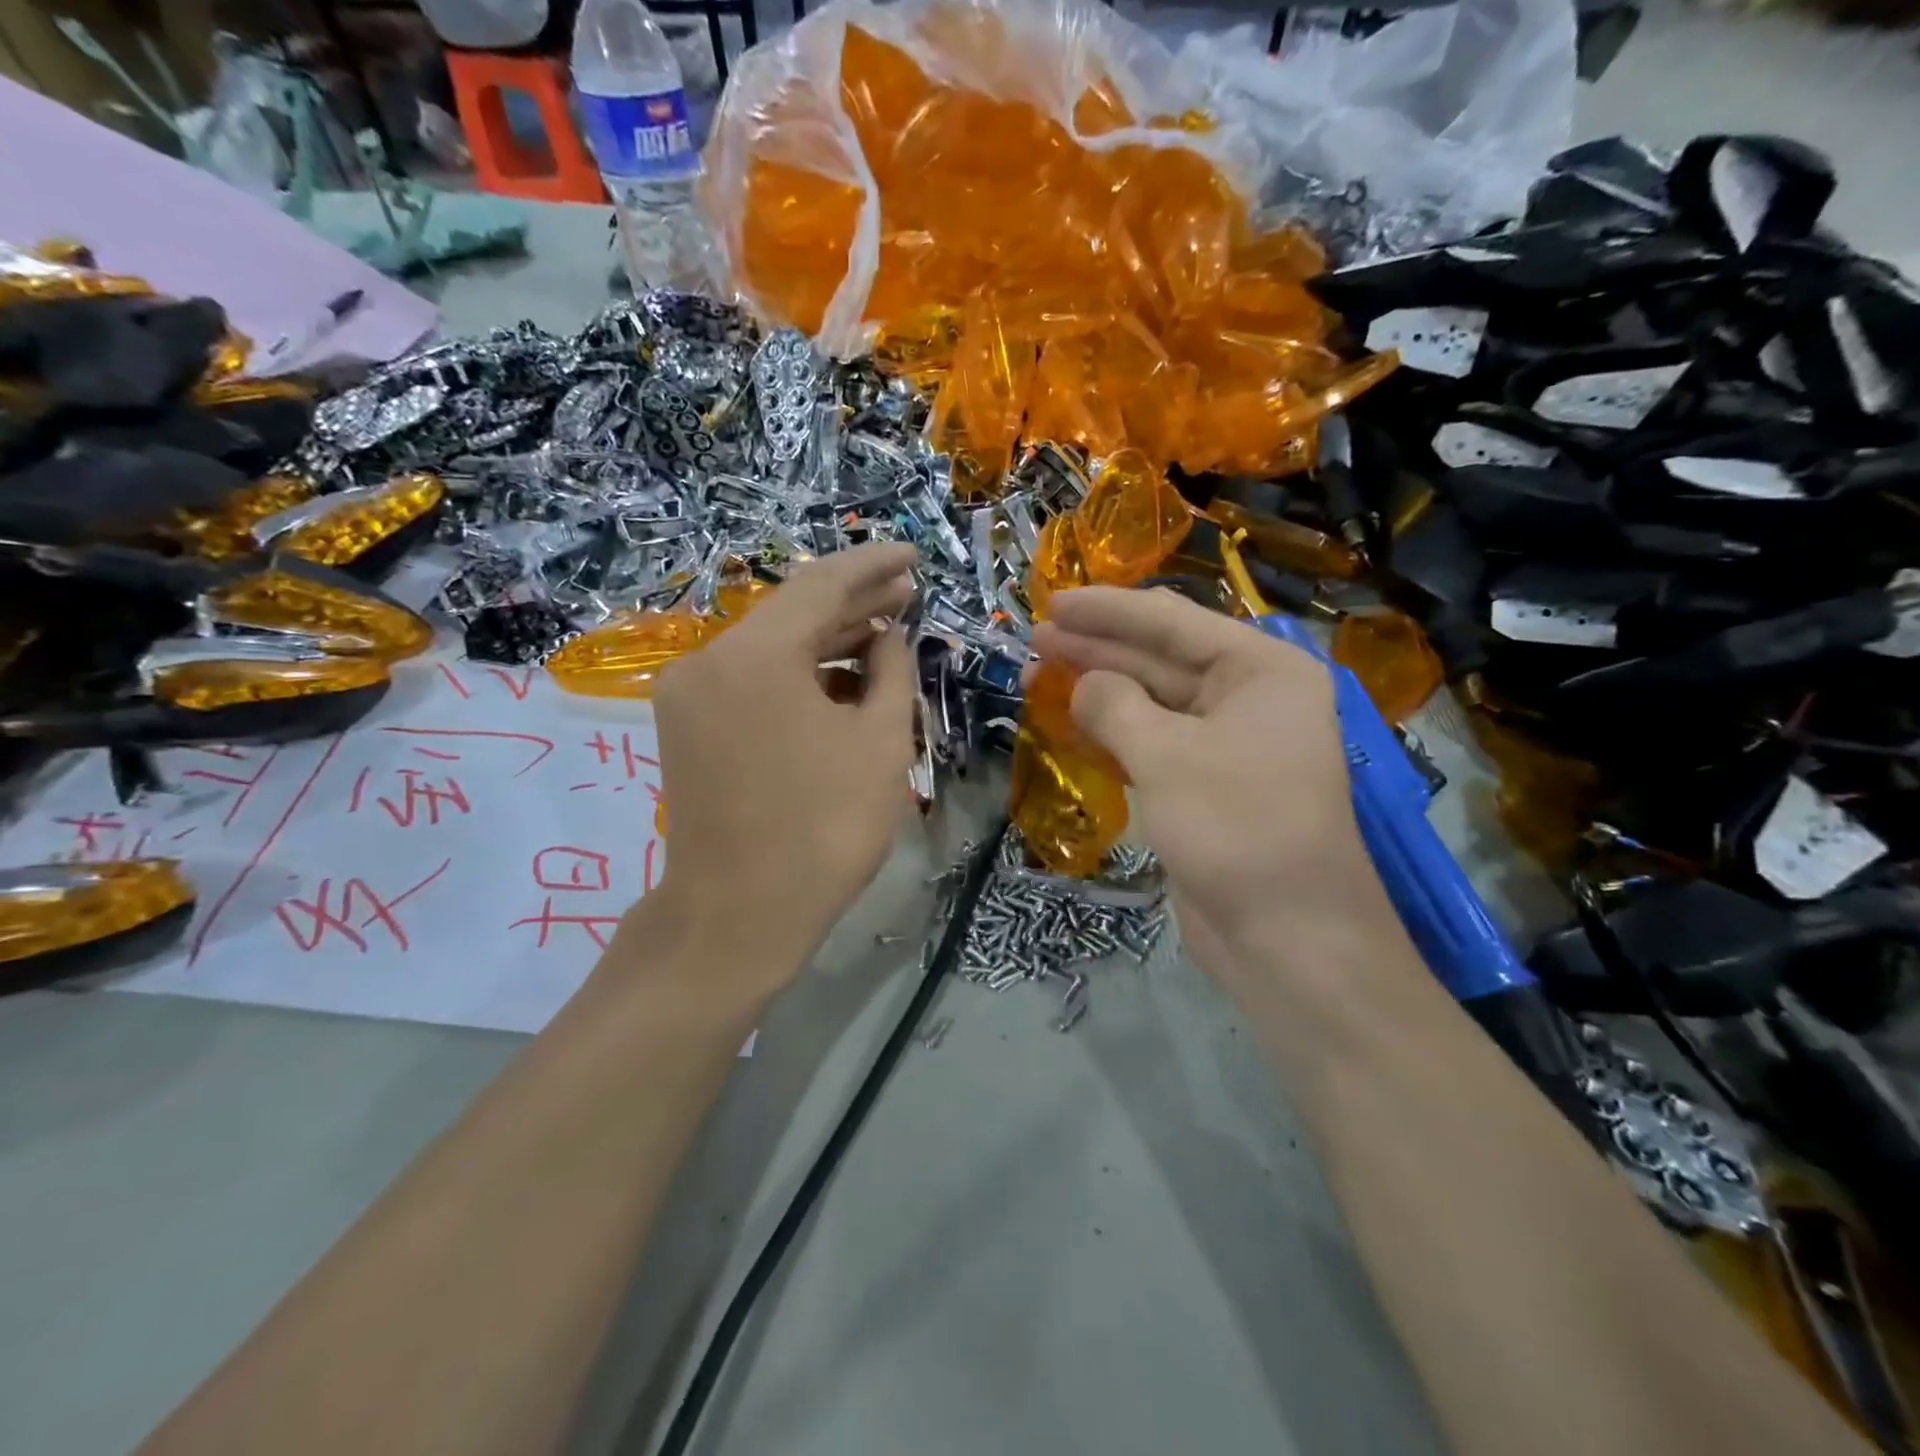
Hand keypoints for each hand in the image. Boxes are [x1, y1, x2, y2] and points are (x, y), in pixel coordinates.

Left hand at [640, 544, 916, 999]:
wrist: (738, 916)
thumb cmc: (823, 830)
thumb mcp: (881, 743)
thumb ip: (891, 673)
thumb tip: (887, 637)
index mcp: (753, 655)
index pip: (820, 585)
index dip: (872, 566)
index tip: (911, 556)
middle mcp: (708, 660)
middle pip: (790, 614)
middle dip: (853, 604)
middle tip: (906, 593)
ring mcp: (689, 694)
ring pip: (770, 648)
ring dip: (825, 642)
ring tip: (883, 635)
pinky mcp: (687, 726)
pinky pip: (751, 680)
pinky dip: (796, 675)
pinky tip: (840, 679)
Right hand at [1031, 587, 1398, 995]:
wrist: (1288, 938)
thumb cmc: (1237, 828)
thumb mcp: (1167, 755)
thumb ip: (1115, 706)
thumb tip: (1082, 685)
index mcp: (1261, 670)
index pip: (1173, 622)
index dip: (1108, 611)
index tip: (1053, 602)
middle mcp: (1250, 698)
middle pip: (1161, 659)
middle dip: (1099, 649)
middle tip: (1037, 638)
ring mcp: (1228, 745)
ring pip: (1153, 703)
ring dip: (1100, 692)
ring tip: (1040, 676)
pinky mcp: (1206, 787)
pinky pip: (1153, 744)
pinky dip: (1114, 733)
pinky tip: (1073, 722)